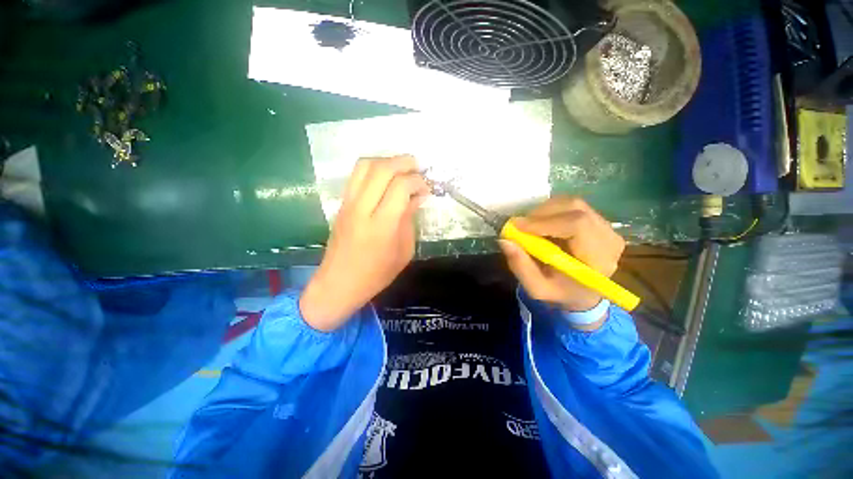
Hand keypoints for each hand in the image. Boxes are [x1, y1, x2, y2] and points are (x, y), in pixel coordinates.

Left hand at [300, 156, 428, 331]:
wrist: (339, 284)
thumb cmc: (377, 274)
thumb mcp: (404, 251)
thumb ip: (409, 220)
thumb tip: (416, 197)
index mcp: (382, 226)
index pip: (400, 187)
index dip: (417, 181)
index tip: (426, 189)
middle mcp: (362, 209)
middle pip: (381, 169)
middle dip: (403, 162)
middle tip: (417, 167)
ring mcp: (348, 204)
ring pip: (365, 165)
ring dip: (386, 161)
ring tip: (401, 169)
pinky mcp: (341, 204)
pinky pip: (356, 175)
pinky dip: (374, 169)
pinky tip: (385, 179)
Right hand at [498, 197, 624, 318]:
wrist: (583, 292)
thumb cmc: (561, 292)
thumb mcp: (537, 288)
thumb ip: (520, 266)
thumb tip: (505, 240)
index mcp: (599, 259)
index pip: (578, 225)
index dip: (544, 222)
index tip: (517, 226)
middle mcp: (609, 238)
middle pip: (575, 209)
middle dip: (541, 214)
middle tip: (520, 226)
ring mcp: (607, 226)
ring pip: (572, 203)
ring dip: (544, 211)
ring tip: (530, 227)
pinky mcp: (599, 220)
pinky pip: (572, 205)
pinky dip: (551, 210)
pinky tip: (542, 224)